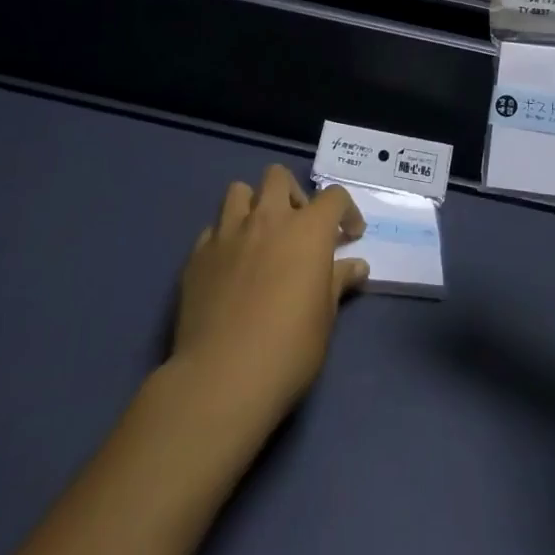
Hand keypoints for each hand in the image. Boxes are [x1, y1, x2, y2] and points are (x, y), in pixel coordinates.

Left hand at [172, 164, 367, 426]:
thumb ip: (338, 282)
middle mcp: (267, 218)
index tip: (350, 236)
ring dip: (254, 206)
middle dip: (292, 194)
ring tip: (260, 236)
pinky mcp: (197, 254)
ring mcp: (228, 233)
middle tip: (298, 227)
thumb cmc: (288, 348)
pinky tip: (230, 266)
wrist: (222, 377)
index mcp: (306, 230)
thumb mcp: (325, 317)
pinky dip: (226, 238)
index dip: (346, 211)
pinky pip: (214, 228)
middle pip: (278, 176)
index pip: (334, 196)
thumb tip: (356, 266)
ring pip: (239, 191)